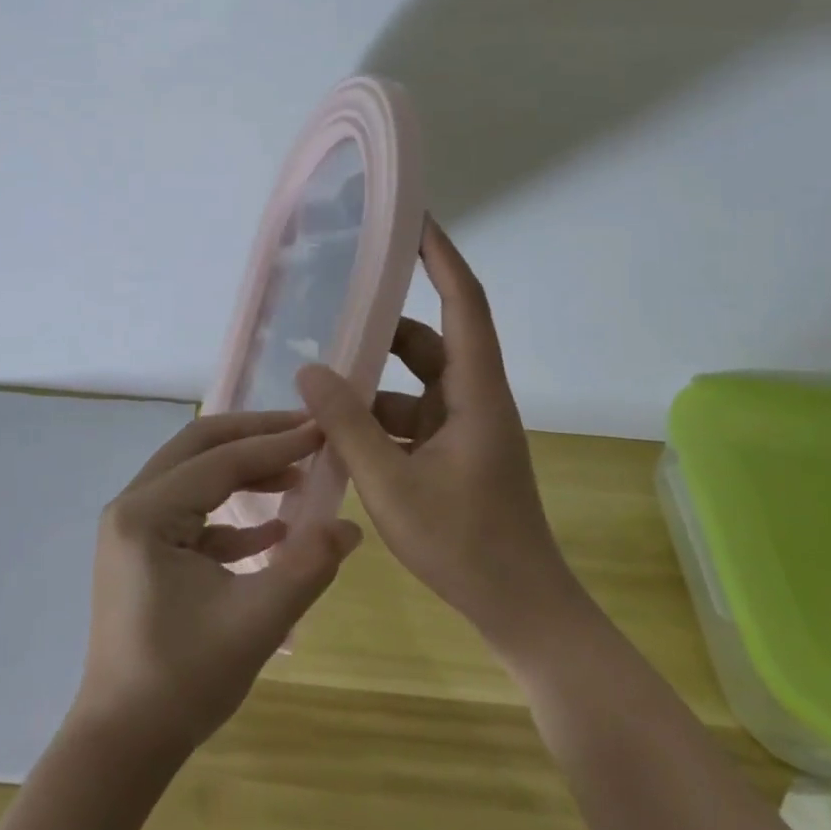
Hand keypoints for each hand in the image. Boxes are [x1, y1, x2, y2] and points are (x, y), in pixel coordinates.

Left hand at [72, 411, 362, 757]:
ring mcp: (132, 529)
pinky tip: (274, 529)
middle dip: (255, 436)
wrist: (123, 744)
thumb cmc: (183, 680)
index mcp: (146, 513)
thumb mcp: (257, 621)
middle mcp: (132, 507)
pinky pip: (190, 512)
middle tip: (306, 432)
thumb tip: (351, 525)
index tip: (323, 429)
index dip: (275, 443)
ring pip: (194, 475)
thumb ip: (308, 566)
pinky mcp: (142, 553)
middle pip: (199, 448)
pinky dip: (230, 511)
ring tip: (298, 474)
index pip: (220, 460)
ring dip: (244, 470)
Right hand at [296, 220, 587, 658]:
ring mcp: (464, 429)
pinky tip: (335, 438)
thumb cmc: (465, 544)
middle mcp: (473, 400)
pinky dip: (376, 421)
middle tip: (333, 311)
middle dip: (381, 329)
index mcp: (476, 393)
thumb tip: (310, 369)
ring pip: (412, 386)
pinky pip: (409, 419)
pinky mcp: (454, 455)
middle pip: (427, 343)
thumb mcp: (392, 483)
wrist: (520, 610)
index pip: (464, 303)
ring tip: (317, 386)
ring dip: (371, 386)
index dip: (441, 256)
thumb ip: (348, 425)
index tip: (412, 219)